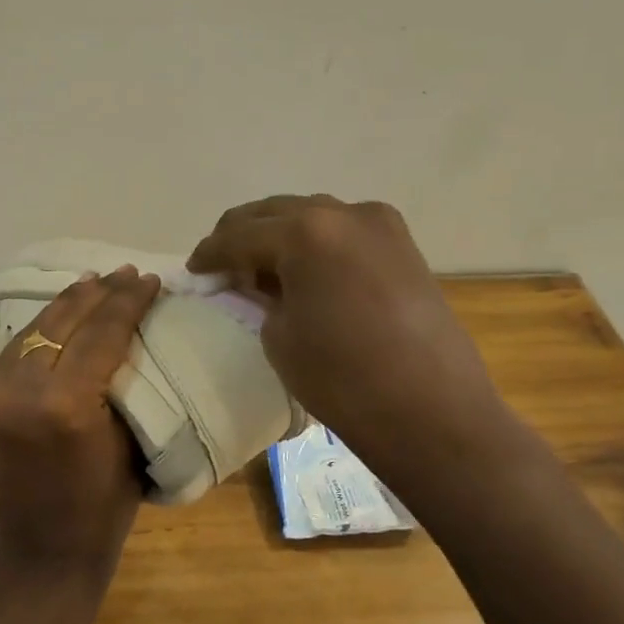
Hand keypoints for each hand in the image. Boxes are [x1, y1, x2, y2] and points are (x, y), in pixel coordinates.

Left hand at [0, 265, 162, 592]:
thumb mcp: (129, 439)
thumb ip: (121, 380)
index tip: (147, 279)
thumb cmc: (103, 506)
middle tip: (122, 273)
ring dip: (63, 308)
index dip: (126, 302)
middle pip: (59, 323)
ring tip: (92, 284)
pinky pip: (10, 357)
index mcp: (65, 406)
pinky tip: (57, 321)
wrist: (41, 551)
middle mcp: (17, 393)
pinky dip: (38, 336)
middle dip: (95, 293)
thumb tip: (128, 330)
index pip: (100, 334)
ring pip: (29, 333)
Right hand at [187, 196, 502, 451]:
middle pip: (274, 212)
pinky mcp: (402, 244)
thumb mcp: (278, 336)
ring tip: (260, 266)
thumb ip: (259, 297)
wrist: (431, 411)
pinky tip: (304, 269)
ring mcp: (379, 224)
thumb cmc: (342, 379)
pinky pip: (343, 231)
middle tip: (220, 264)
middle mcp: (343, 212)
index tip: (192, 269)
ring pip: (311, 215)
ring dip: (280, 235)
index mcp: (305, 231)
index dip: (210, 253)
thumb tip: (257, 283)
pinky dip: (315, 242)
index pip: (239, 235)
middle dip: (242, 235)